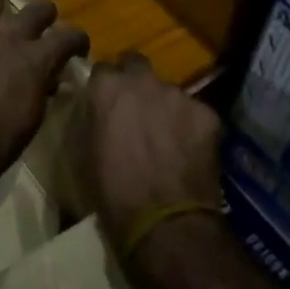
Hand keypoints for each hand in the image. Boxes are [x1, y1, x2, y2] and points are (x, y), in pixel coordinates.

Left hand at [0, 0, 88, 178]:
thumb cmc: (1, 140)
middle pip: (32, 13)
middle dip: (44, 11)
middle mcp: (8, 42)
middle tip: (47, 12)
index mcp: (36, 59)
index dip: (78, 39)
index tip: (80, 46)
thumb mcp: (33, 118)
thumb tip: (50, 81)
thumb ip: (41, 92)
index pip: (67, 37)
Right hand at [84, 53, 224, 268]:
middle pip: (136, 65)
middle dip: (135, 80)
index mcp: (107, 87)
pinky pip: (195, 113)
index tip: (106, 104)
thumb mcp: (82, 152)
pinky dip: (191, 127)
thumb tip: (94, 107)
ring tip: (167, 138)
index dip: (106, 87)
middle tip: (136, 110)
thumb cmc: (111, 193)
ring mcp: (178, 94)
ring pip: (168, 91)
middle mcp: (142, 80)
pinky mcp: (207, 113)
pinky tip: (189, 152)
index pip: (103, 69)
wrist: (164, 224)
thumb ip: (89, 117)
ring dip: (164, 106)